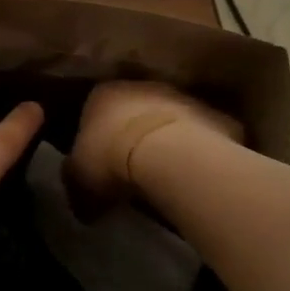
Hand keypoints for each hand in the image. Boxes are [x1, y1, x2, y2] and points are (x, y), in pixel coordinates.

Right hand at [66, 80, 242, 210]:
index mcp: (102, 95)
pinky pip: (201, 134)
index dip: (95, 138)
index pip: (93, 110)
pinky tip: (193, 175)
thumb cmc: (111, 160)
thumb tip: (82, 204)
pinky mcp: (213, 114)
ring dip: (166, 139)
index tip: (99, 164)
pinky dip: (197, 150)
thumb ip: (76, 184)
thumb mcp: (78, 180)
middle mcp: (141, 86)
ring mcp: (181, 96)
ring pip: (169, 118)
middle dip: (131, 134)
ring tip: (164, 174)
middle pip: (133, 110)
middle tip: (131, 168)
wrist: (169, 155)